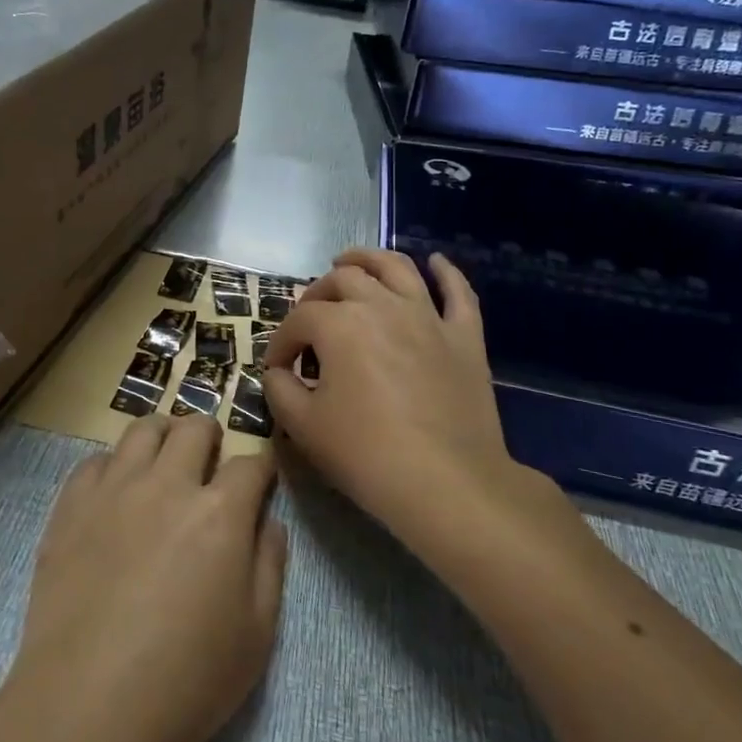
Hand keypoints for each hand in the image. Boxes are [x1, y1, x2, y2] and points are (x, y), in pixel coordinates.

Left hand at [2, 415, 287, 741]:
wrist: (86, 709)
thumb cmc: (185, 681)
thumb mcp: (257, 634)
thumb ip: (270, 564)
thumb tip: (266, 521)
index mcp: (220, 513)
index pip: (251, 464)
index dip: (262, 469)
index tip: (261, 481)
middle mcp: (167, 485)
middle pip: (194, 428)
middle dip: (212, 437)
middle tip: (210, 463)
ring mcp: (113, 490)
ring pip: (142, 430)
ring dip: (163, 436)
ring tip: (165, 459)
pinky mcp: (70, 507)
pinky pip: (95, 460)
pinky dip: (114, 465)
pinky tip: (117, 492)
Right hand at [264, 248, 583, 560]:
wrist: (448, 483)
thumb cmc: (367, 455)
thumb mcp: (303, 427)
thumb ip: (279, 390)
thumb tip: (278, 373)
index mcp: (339, 324)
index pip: (299, 320)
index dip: (280, 342)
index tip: (276, 369)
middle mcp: (382, 306)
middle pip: (343, 280)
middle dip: (317, 294)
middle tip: (308, 318)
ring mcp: (429, 317)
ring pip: (396, 268)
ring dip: (368, 258)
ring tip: (351, 260)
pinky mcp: (465, 336)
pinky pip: (459, 293)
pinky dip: (447, 272)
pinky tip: (437, 262)